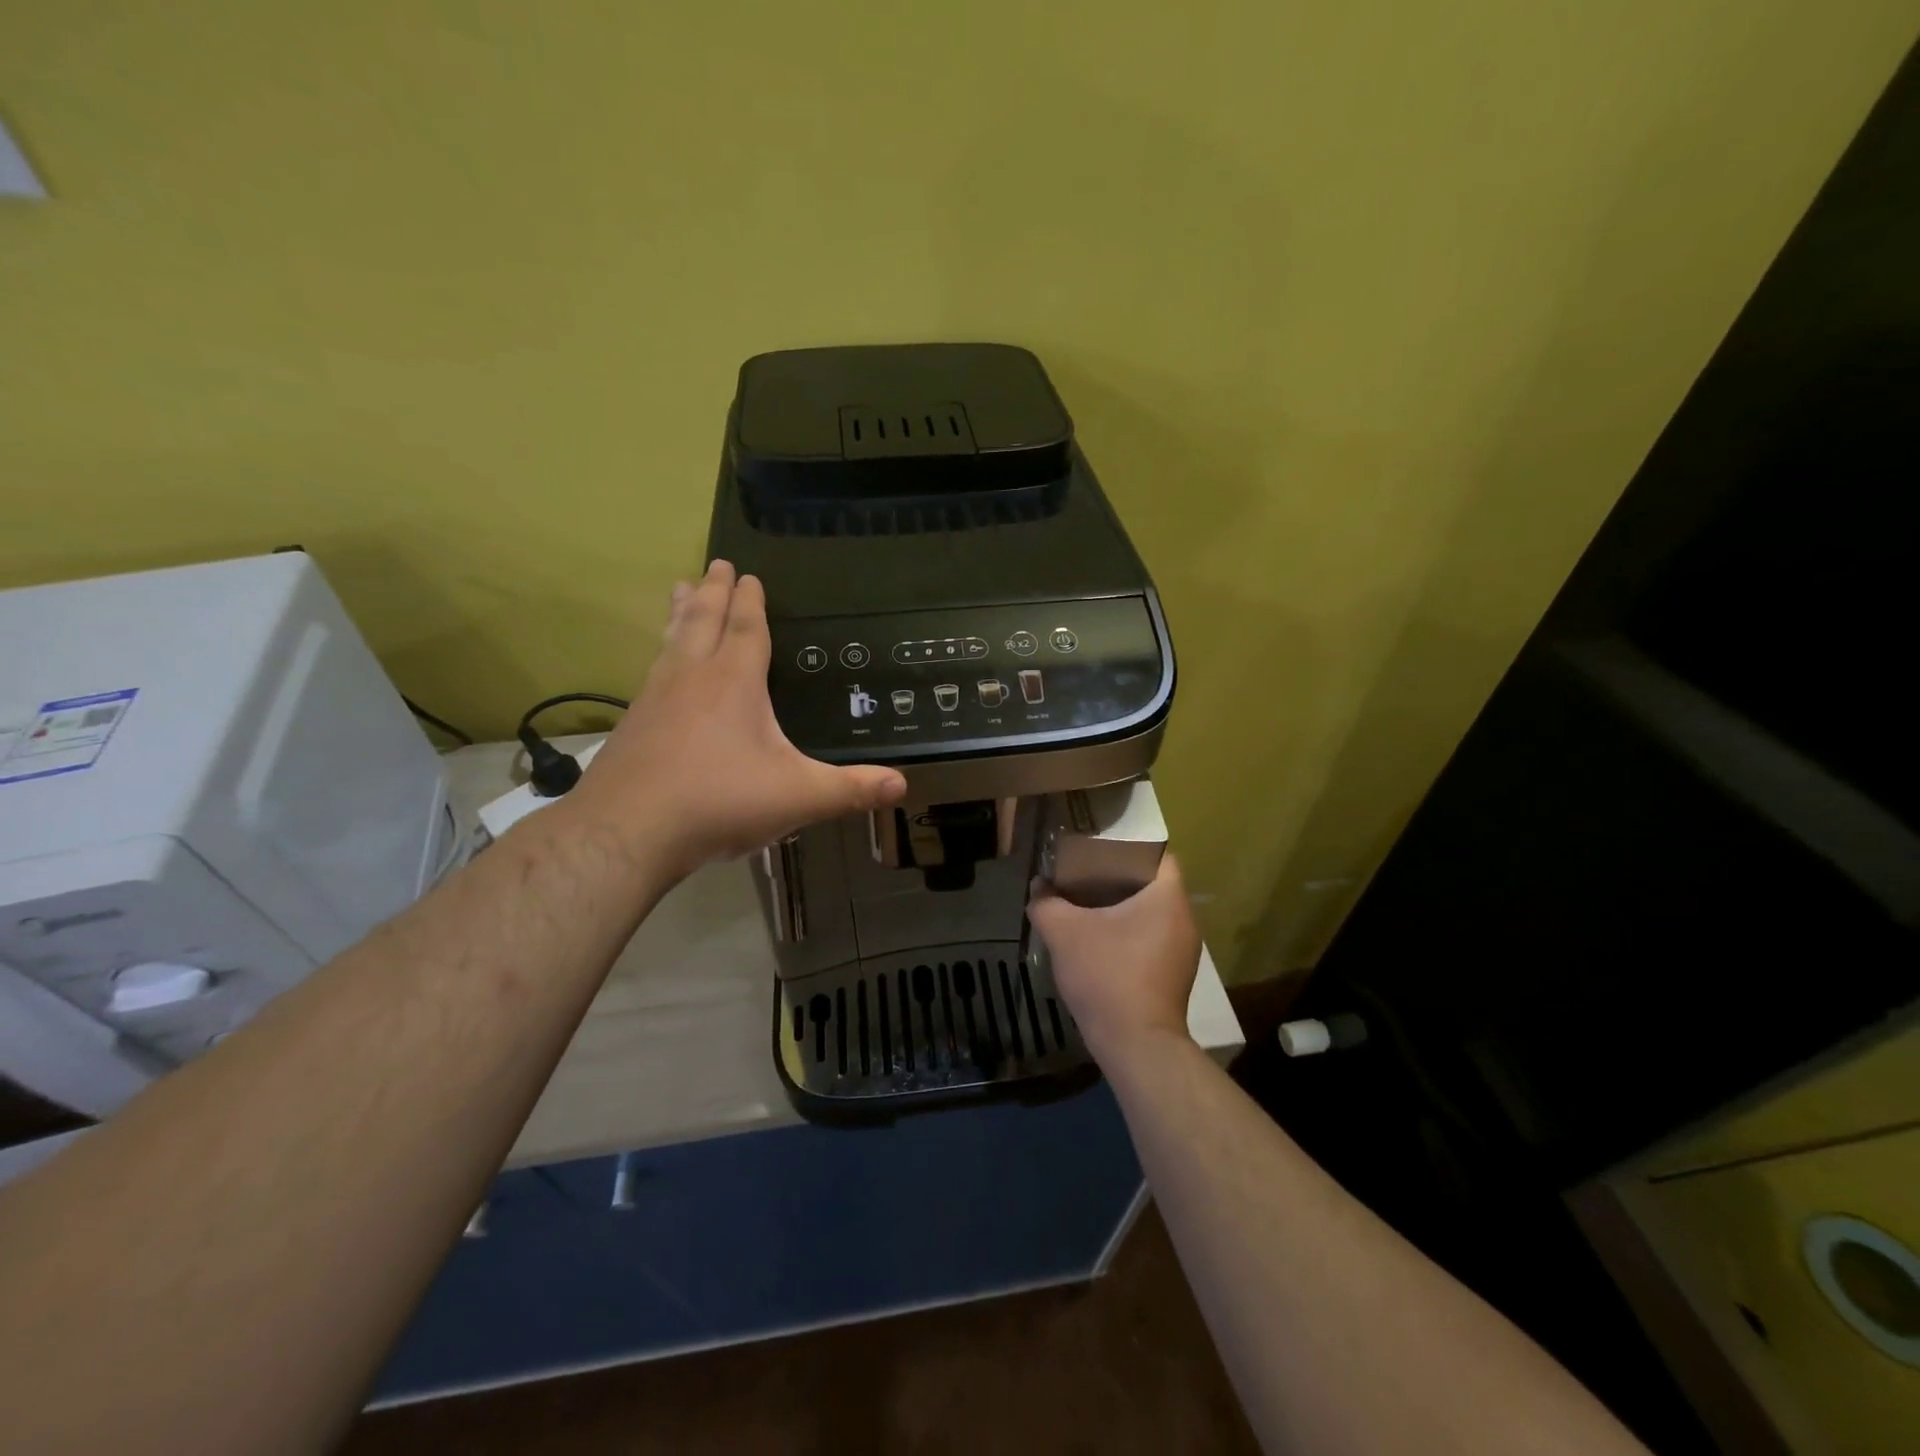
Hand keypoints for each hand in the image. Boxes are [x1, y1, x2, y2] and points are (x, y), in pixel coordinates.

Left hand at [572, 561, 906, 876]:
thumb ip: (849, 790)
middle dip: (715, 592)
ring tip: (681, 589)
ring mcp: (655, 698)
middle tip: (717, 563)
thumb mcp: (797, 797)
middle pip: (704, 621)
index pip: (746, 630)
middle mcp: (692, 678)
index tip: (749, 574)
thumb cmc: (719, 802)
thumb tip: (902, 785)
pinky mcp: (632, 724)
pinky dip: (661, 652)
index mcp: (734, 683)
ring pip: (671, 640)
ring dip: (681, 613)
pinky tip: (658, 666)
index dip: (751, 602)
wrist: (627, 831)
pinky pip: (652, 671)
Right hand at [1027, 855, 1200, 1062]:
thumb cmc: (1107, 975)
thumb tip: (1038, 888)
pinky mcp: (1174, 977)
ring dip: (1122, 910)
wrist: (1136, 1044)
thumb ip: (1046, 903)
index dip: (1127, 848)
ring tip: (1086, 909)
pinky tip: (1100, 945)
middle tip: (1084, 878)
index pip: (1157, 855)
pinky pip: (1151, 940)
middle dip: (1118, 879)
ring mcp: (1183, 952)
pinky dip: (1128, 935)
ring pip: (1151, 915)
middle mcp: (1184, 919)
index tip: (1098, 853)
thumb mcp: (1063, 932)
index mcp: (1168, 897)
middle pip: (1152, 885)